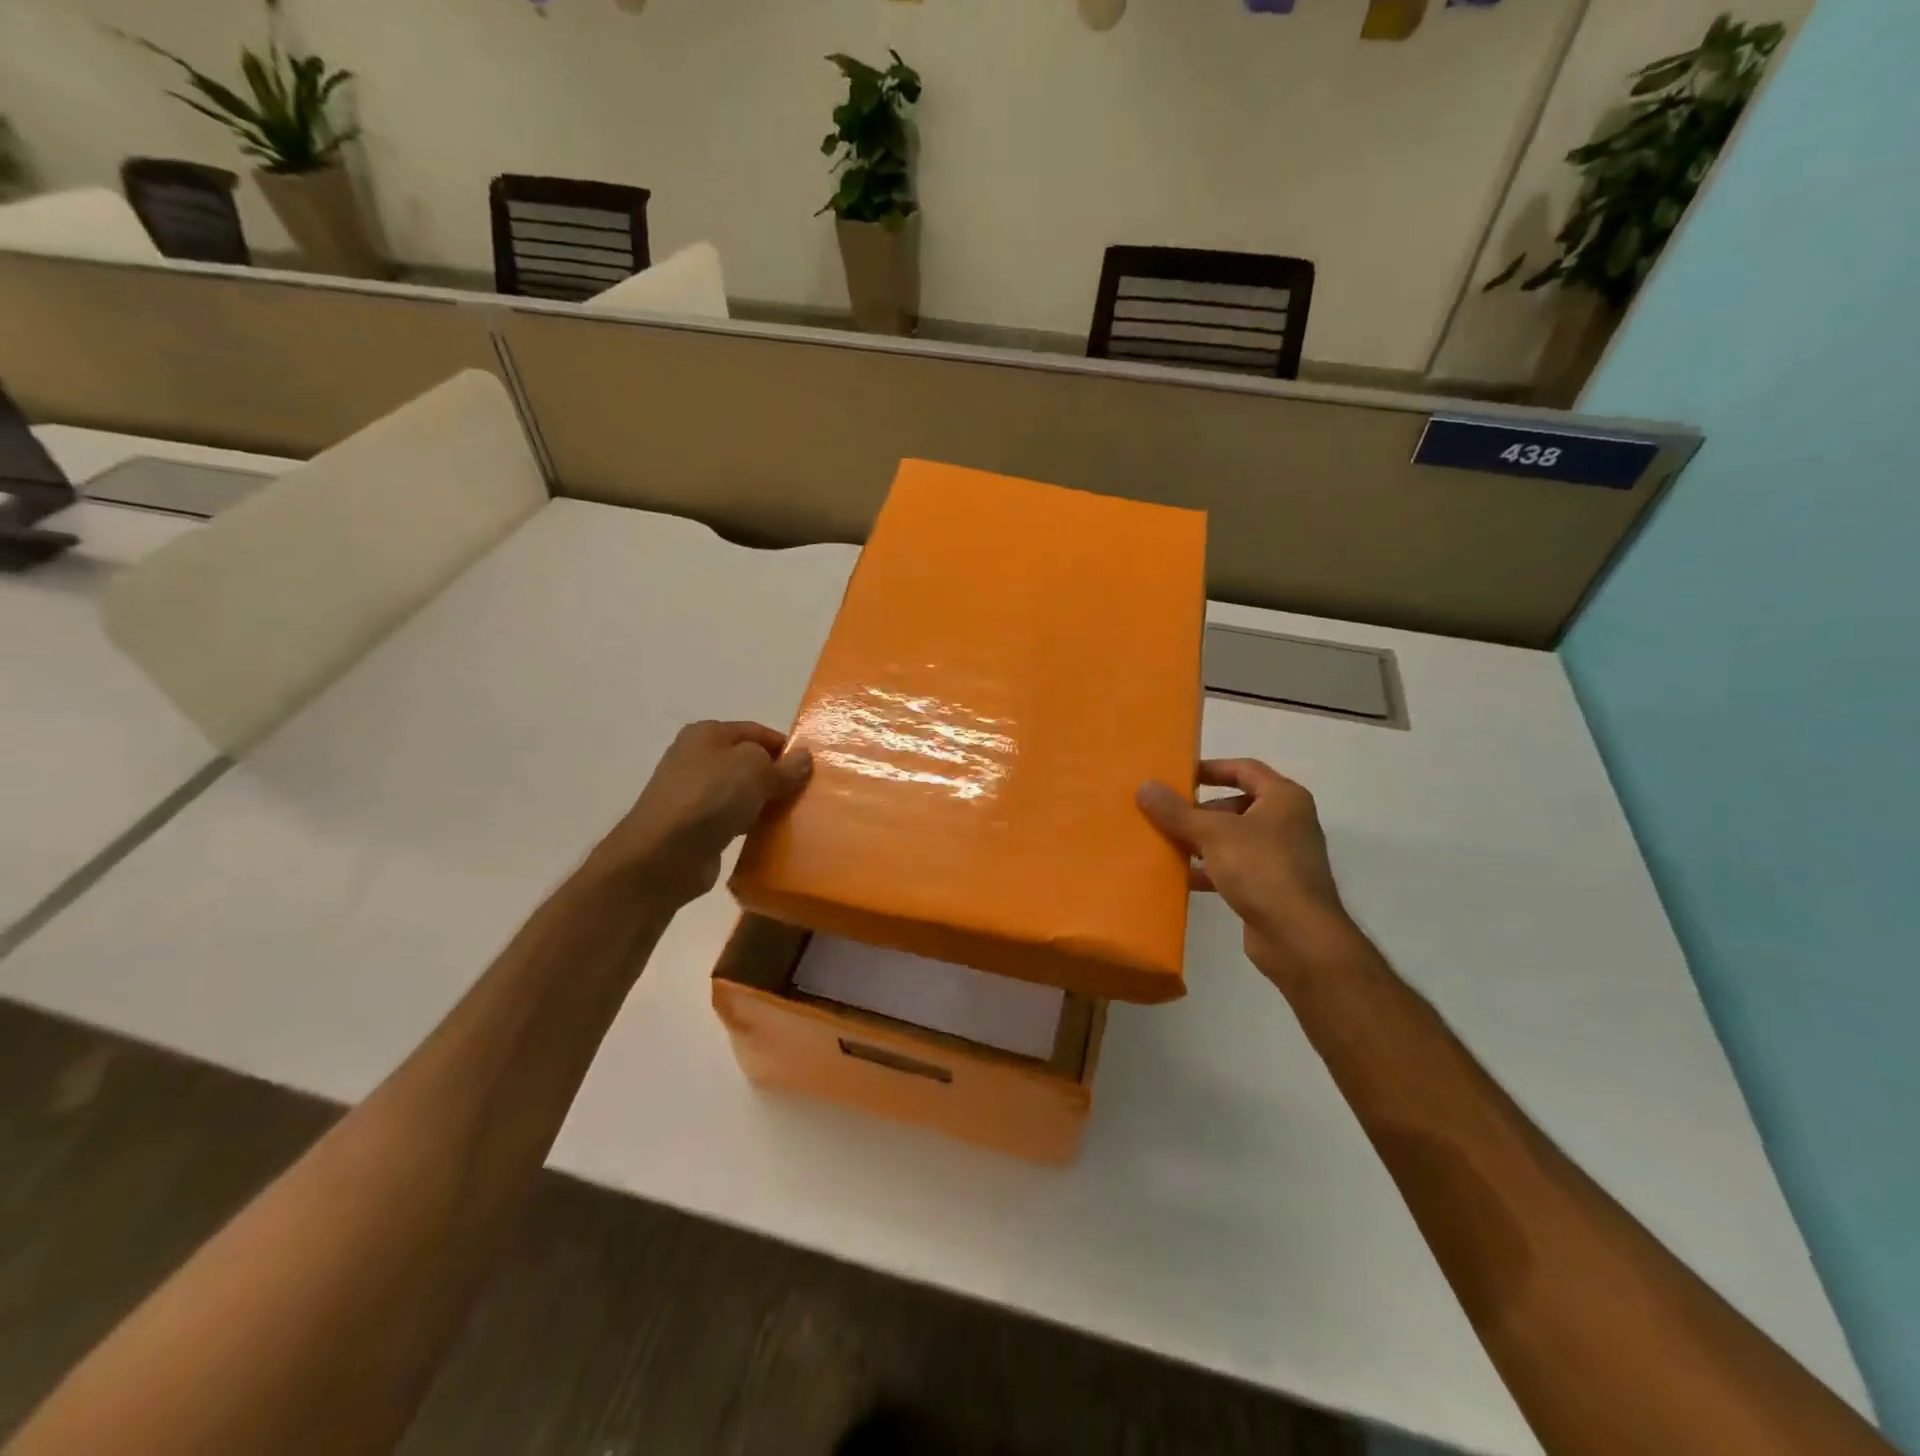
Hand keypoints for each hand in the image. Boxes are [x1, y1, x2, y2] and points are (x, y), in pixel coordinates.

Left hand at [590, 721, 811, 906]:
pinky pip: (730, 818)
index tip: (810, 770)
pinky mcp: (693, 825)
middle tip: (804, 794)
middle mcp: (696, 757)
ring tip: (791, 816)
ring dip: (763, 802)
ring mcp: (692, 793)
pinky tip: (766, 835)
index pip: (757, 732)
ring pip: (740, 791)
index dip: (785, 748)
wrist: (663, 854)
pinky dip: (748, 824)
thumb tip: (803, 758)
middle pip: (748, 762)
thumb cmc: (711, 797)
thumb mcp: (757, 770)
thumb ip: (784, 765)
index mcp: (707, 733)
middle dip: (776, 776)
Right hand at [1137, 760, 1359, 976]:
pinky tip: (1181, 876)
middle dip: (1200, 809)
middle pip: (1236, 804)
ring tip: (1166, 842)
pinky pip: (1235, 868)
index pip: (1244, 769)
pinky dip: (1210, 869)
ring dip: (1201, 840)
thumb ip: (1176, 811)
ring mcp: (1282, 857)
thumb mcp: (1212, 833)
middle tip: (1165, 813)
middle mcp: (1288, 822)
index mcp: (1284, 798)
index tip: (1178, 775)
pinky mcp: (1272, 887)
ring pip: (1233, 839)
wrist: (1298, 936)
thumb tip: (1144, 786)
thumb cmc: (1261, 869)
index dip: (1211, 769)